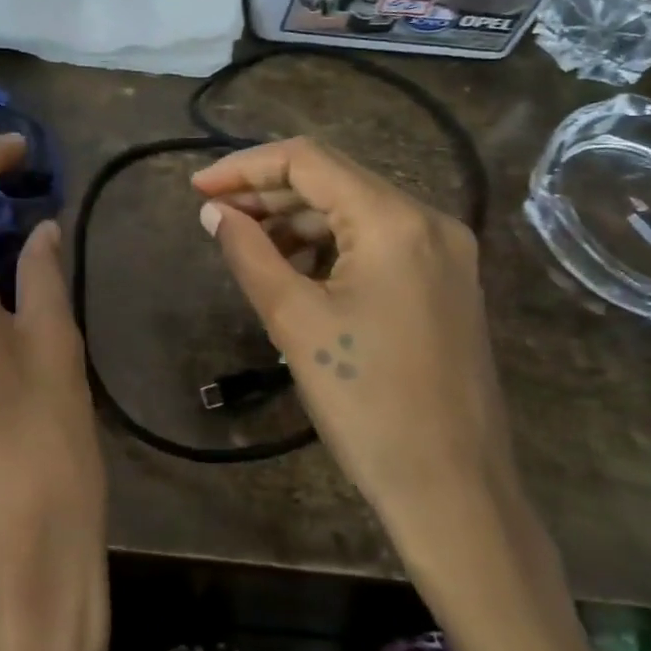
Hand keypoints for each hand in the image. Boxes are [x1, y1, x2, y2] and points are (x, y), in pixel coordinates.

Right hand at [192, 136, 514, 546]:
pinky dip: (331, 246)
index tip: (198, 190)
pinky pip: (378, 243)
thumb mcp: (296, 322)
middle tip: (214, 216)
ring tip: (246, 244)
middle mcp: (429, 220)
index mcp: (395, 220)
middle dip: (269, 193)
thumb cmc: (367, 403)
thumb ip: (249, 254)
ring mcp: (445, 251)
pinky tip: (294, 268)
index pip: (309, 160)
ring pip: (356, 212)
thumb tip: (214, 212)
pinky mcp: (446, 282)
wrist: (453, 490)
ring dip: (298, 221)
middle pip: (335, 181)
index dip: (245, 167)